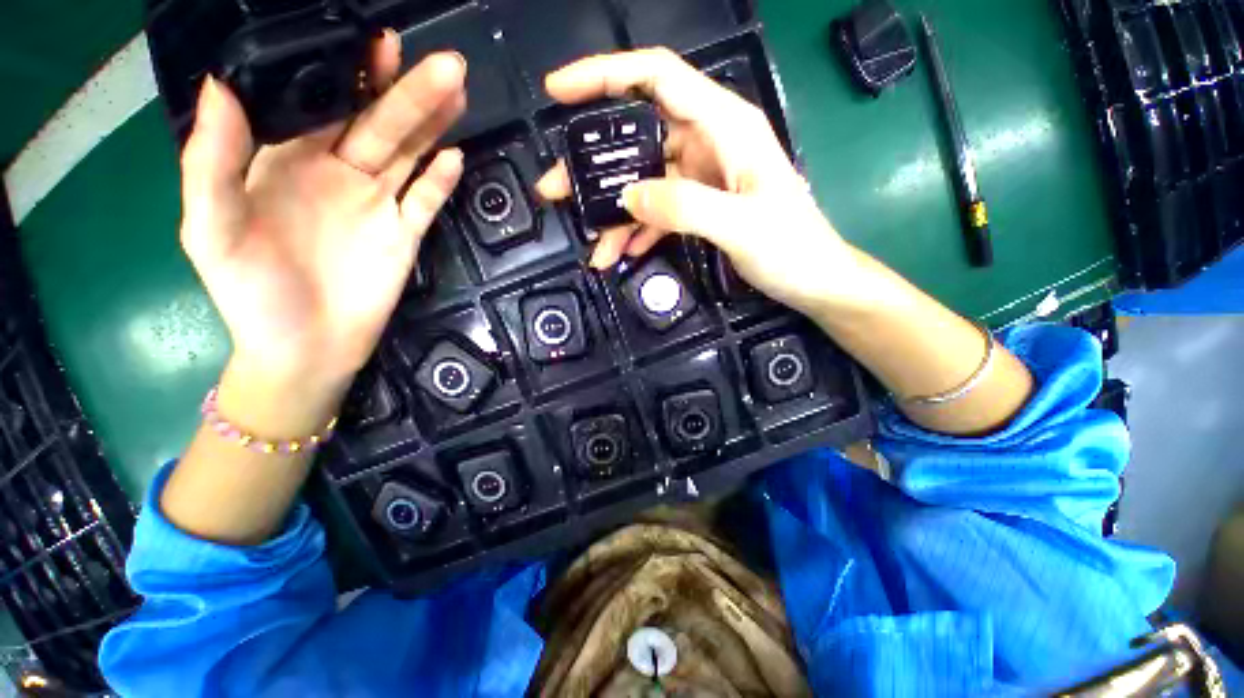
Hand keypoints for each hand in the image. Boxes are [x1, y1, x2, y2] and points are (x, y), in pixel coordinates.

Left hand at [180, 32, 465, 391]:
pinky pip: (426, 203)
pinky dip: (441, 181)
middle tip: (442, 60)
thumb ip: (212, 164)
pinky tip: (456, 158)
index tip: (374, 40)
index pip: (323, 105)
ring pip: (410, 156)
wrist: (305, 349)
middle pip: (379, 125)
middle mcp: (339, 174)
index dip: (348, 73)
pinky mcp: (405, 236)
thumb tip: (219, 86)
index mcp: (289, 161)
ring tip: (458, 92)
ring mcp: (378, 206)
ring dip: (434, 126)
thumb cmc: (251, 294)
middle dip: (408, 92)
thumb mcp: (210, 230)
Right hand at [535, 48, 859, 314]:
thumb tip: (628, 196)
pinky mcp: (699, 207)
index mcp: (724, 126)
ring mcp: (701, 178)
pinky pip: (658, 213)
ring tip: (592, 245)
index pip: (656, 77)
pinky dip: (638, 233)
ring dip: (614, 214)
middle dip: (594, 166)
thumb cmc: (791, 248)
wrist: (812, 280)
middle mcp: (708, 143)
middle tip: (555, 190)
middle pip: (638, 139)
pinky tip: (622, 254)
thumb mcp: (740, 225)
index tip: (558, 92)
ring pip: (643, 185)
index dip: (605, 76)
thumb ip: (684, 206)